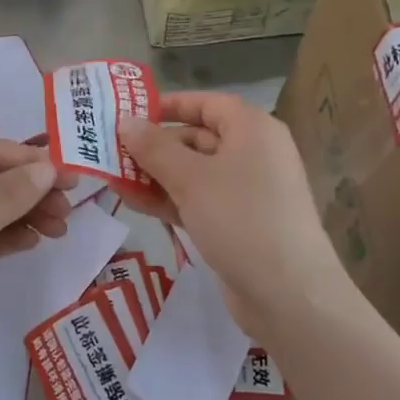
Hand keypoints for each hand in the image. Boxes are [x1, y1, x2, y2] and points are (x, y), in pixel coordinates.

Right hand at [119, 92, 350, 338]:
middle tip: (110, 152)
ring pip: (194, 172)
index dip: (168, 105)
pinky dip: (169, 199)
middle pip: (196, 137)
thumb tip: (125, 121)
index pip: (206, 103)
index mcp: (252, 129)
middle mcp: (253, 153)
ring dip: (155, 175)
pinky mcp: (238, 223)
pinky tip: (134, 203)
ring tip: (112, 179)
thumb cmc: (240, 219)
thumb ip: (154, 148)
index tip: (129, 113)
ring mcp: (246, 191)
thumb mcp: (190, 179)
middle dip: (154, 146)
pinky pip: (198, 200)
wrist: (288, 295)